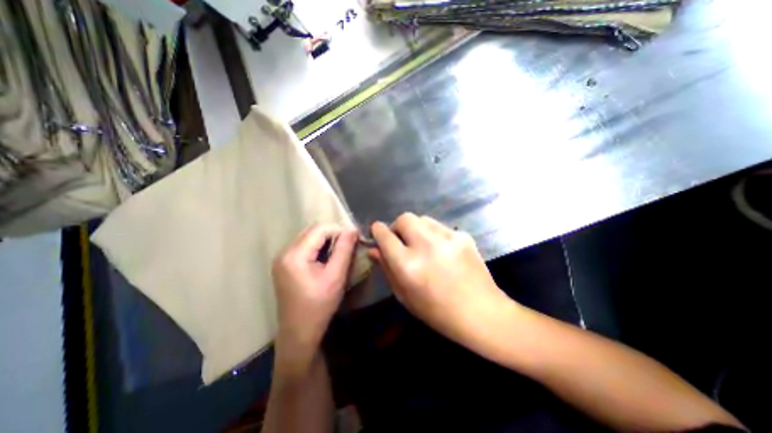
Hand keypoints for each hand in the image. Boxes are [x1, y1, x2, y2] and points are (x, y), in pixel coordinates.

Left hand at [270, 222, 358, 368]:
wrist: (299, 333)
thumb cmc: (319, 306)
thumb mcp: (336, 276)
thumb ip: (344, 250)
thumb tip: (352, 228)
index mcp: (294, 255)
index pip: (319, 229)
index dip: (338, 230)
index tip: (354, 238)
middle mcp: (284, 252)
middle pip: (312, 231)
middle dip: (332, 234)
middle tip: (348, 245)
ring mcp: (282, 259)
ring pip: (308, 238)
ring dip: (325, 240)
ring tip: (340, 251)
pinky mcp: (284, 265)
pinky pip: (304, 247)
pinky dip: (318, 248)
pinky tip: (326, 258)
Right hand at [370, 214, 514, 348]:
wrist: (481, 313)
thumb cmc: (436, 312)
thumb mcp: (404, 295)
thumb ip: (387, 269)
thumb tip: (374, 249)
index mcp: (408, 265)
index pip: (385, 235)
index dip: (377, 231)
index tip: (377, 232)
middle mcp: (426, 245)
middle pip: (404, 218)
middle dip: (397, 227)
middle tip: (401, 241)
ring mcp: (447, 238)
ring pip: (422, 219)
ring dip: (416, 229)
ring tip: (422, 245)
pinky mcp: (463, 236)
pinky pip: (440, 227)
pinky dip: (434, 234)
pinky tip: (441, 250)